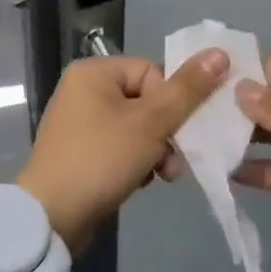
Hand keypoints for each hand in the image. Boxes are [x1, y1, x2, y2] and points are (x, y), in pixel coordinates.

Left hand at [18, 48, 228, 253]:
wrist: (51, 219)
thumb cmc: (100, 159)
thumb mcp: (150, 124)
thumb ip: (187, 90)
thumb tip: (220, 53)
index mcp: (94, 71)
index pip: (152, 73)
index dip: (170, 104)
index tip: (174, 133)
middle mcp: (83, 89)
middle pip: (146, 100)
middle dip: (165, 133)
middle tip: (171, 164)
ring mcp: (79, 122)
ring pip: (136, 127)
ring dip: (154, 151)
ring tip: (159, 176)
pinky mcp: (80, 151)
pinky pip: (119, 145)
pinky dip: (134, 162)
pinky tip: (139, 182)